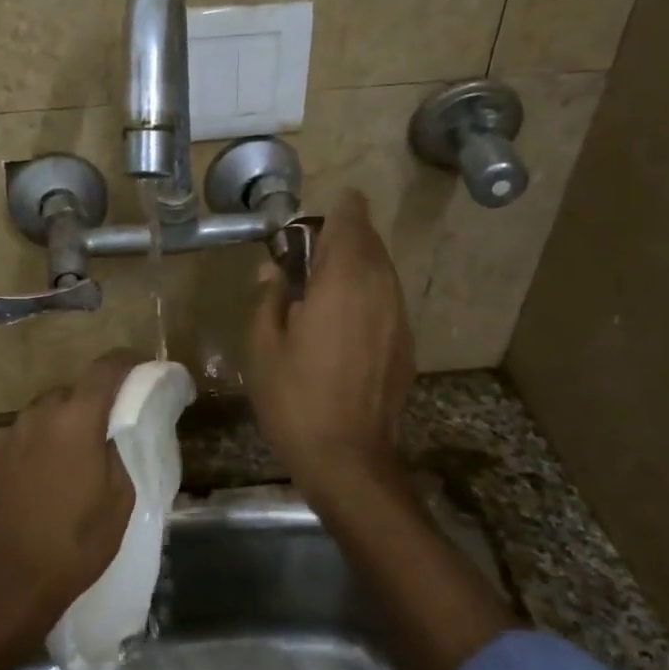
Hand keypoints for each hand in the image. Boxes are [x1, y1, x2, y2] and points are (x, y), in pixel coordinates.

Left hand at [0, 349, 140, 643]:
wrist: (0, 587)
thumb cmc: (72, 547)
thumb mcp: (119, 504)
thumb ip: (116, 455)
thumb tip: (107, 436)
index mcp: (75, 421)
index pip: (105, 369)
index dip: (126, 362)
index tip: (138, 367)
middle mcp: (33, 417)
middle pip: (66, 396)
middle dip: (84, 409)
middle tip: (96, 441)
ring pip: (34, 423)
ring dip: (50, 436)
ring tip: (56, 476)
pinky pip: (7, 449)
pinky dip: (20, 460)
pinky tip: (22, 495)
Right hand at [248, 190, 413, 488]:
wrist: (348, 459)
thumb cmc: (295, 399)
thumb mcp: (263, 346)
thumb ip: (270, 298)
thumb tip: (276, 273)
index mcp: (343, 280)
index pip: (350, 220)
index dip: (335, 210)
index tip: (309, 222)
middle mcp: (380, 288)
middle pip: (369, 242)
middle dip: (340, 239)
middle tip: (304, 259)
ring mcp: (399, 317)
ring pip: (381, 271)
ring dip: (353, 268)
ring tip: (319, 290)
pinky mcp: (405, 344)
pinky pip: (386, 301)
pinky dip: (365, 297)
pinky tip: (339, 325)